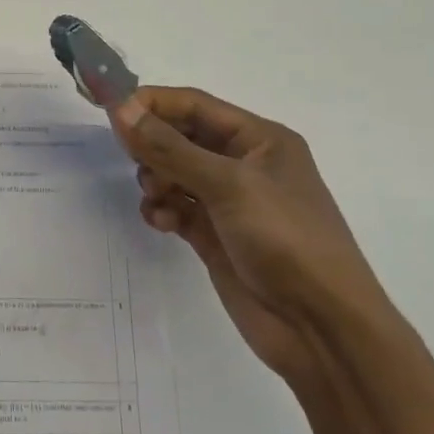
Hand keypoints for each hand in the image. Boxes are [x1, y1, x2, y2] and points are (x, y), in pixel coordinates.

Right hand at [112, 87, 387, 384]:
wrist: (322, 331)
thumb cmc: (286, 240)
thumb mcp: (228, 185)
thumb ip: (169, 146)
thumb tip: (120, 107)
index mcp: (260, 139)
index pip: (194, 105)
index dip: (152, 103)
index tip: (110, 112)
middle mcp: (244, 164)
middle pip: (181, 137)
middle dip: (153, 146)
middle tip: (132, 159)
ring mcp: (229, 202)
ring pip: (174, 172)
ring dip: (156, 180)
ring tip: (158, 198)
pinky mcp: (216, 236)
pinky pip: (176, 207)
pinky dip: (163, 210)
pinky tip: (163, 223)